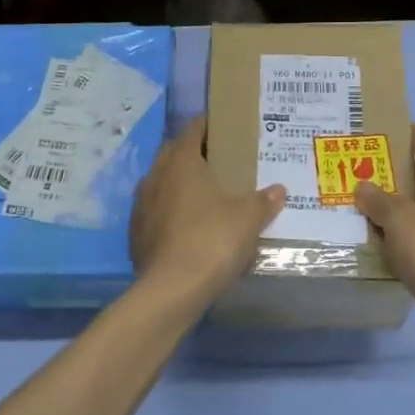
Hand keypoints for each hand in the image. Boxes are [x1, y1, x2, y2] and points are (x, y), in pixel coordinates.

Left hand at [130, 117, 285, 307]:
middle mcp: (156, 176)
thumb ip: (263, 202)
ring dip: (178, 182)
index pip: (193, 129)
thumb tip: (278, 190)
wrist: (170, 290)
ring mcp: (141, 205)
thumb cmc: (211, 242)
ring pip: (161, 182)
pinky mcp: (136, 232)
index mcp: (182, 162)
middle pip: (174, 153)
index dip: (209, 124)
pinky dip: (170, 211)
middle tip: (218, 160)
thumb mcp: (247, 220)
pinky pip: (155, 211)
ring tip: (203, 193)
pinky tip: (186, 226)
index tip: (224, 126)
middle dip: (193, 152)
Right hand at [354, 125, 414, 344]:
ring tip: (358, 201)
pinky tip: (375, 239)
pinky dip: (397, 232)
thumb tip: (363, 185)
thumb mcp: (399, 220)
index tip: (384, 126)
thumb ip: (378, 200)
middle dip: (391, 171)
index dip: (408, 133)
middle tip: (358, 166)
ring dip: (391, 204)